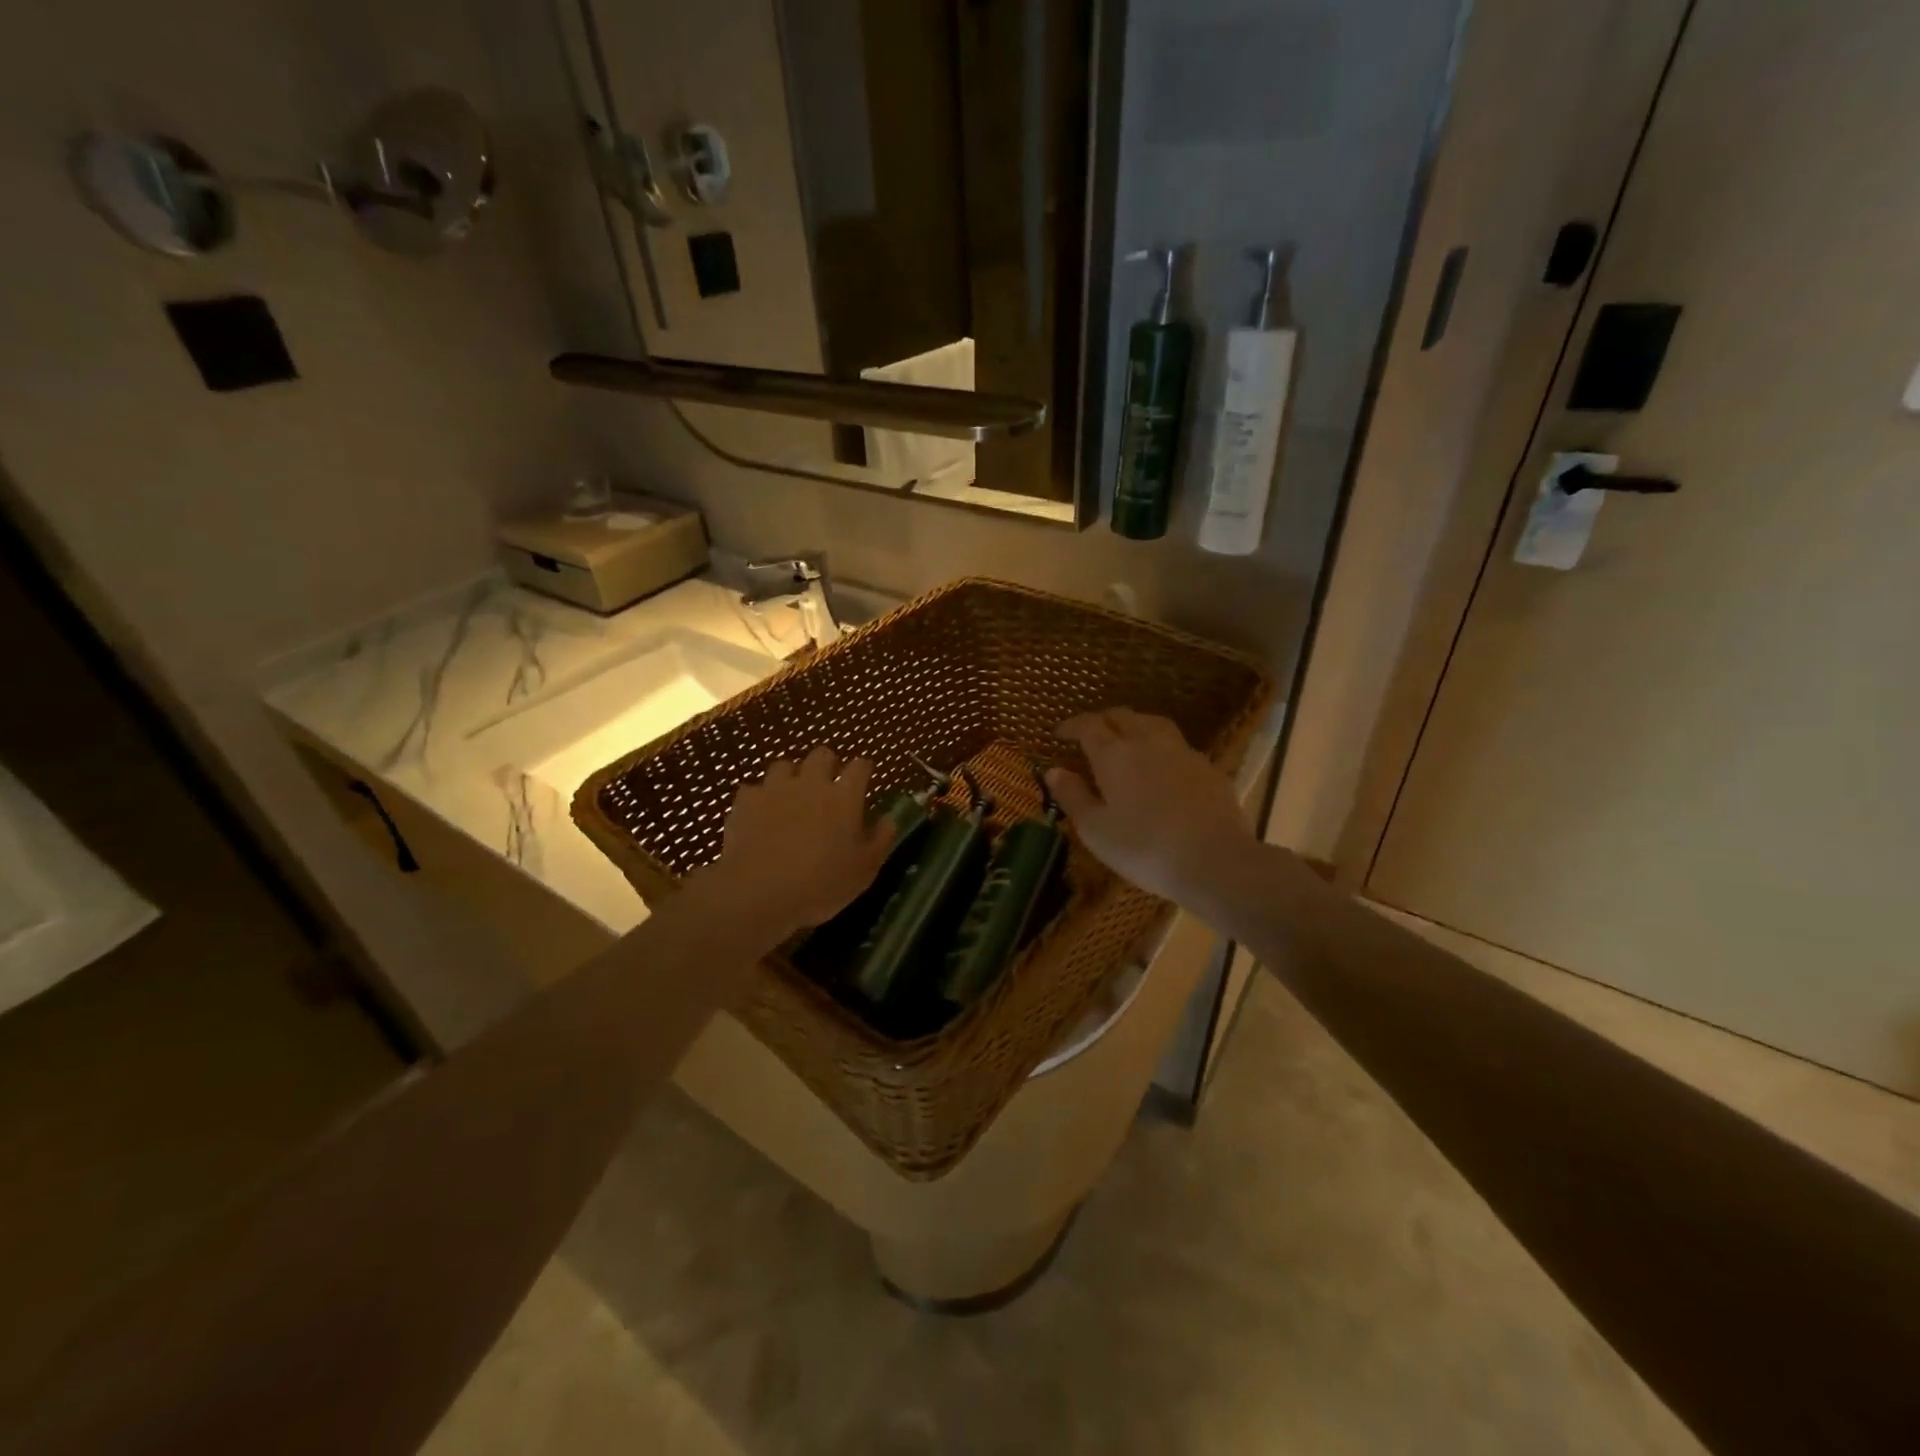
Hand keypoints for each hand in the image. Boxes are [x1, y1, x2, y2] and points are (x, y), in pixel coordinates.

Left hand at [704, 745, 895, 939]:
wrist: (759, 892)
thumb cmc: (821, 884)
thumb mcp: (864, 870)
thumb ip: (881, 839)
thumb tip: (889, 818)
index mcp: (844, 797)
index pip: (860, 766)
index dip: (863, 770)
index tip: (864, 781)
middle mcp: (811, 783)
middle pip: (822, 754)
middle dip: (827, 765)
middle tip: (828, 787)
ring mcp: (775, 789)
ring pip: (784, 765)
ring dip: (791, 777)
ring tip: (791, 798)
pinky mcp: (746, 802)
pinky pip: (753, 789)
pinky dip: (759, 799)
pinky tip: (760, 816)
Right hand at [1047, 709, 1254, 909]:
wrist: (1215, 861)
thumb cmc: (1144, 848)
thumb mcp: (1095, 830)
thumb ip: (1072, 796)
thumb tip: (1054, 771)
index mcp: (1115, 754)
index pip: (1089, 726)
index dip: (1072, 726)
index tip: (1059, 733)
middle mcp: (1148, 742)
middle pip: (1122, 716)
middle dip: (1102, 720)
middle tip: (1090, 735)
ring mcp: (1183, 752)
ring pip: (1153, 723)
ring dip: (1133, 726)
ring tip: (1126, 741)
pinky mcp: (1208, 768)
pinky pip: (1177, 746)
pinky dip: (1161, 749)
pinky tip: (1161, 769)